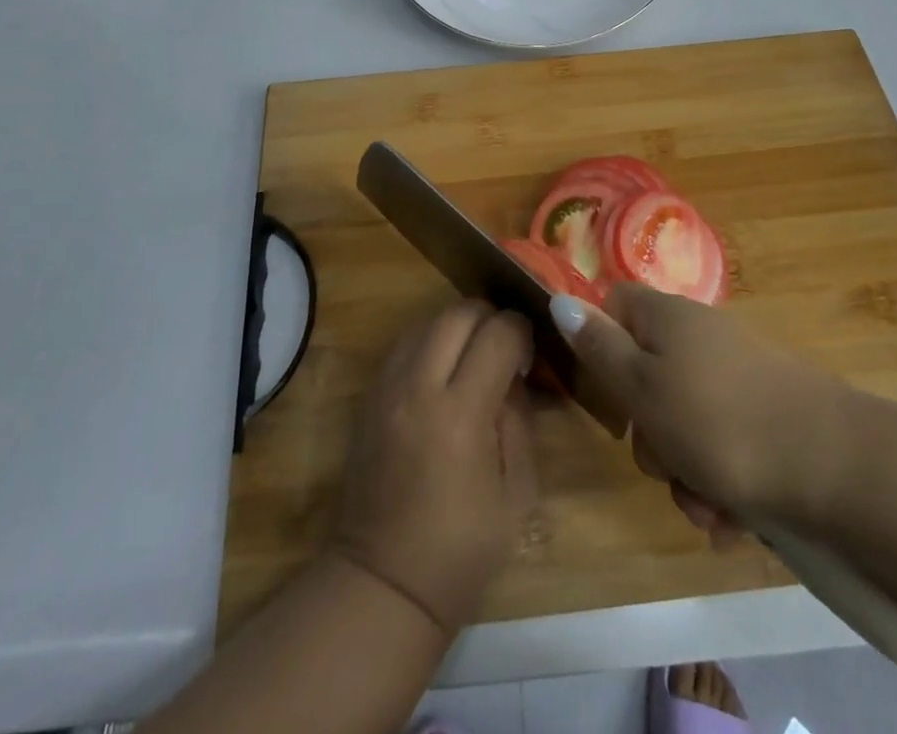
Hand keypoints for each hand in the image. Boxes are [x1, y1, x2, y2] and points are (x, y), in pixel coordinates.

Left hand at [331, 301, 537, 633]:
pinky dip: (429, 341)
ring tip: (473, 355)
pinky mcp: (368, 396)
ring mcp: (387, 387)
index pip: (498, 334)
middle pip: (458, 312)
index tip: (528, 352)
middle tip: (504, 345)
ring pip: (426, 320)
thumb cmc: (461, 549)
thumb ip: (520, 421)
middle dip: (489, 317)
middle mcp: (419, 386)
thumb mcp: (518, 494)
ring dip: (456, 326)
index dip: (521, 331)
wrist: (382, 582)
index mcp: (461, 414)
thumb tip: (513, 374)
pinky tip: (442, 370)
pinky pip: (403, 343)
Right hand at [551, 284, 855, 536]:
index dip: (601, 343)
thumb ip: (599, 347)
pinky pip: (726, 442)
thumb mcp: (642, 388)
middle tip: (663, 465)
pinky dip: (721, 481)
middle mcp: (703, 335)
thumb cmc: (720, 423)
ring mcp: (741, 373)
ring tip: (706, 510)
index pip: (616, 304)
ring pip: (686, 419)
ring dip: (685, 470)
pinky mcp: (771, 412)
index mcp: (668, 317)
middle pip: (649, 373)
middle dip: (648, 432)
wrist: (839, 466)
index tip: (607, 393)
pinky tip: (733, 520)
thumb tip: (561, 299)